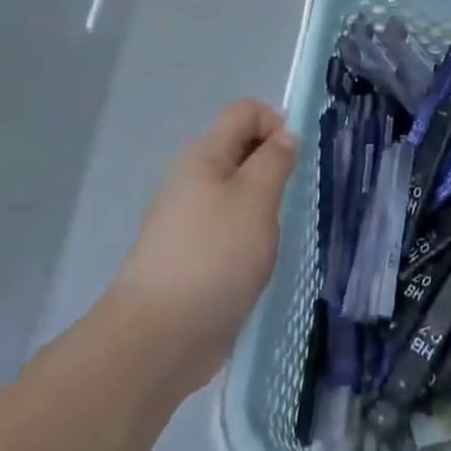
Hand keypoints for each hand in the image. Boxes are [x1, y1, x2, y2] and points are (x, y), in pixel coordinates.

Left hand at [107, 100, 297, 401]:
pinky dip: (247, 237)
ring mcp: (188, 220)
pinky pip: (228, 228)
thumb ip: (275, 160)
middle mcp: (192, 179)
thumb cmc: (214, 256)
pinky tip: (254, 265)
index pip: (245, 111)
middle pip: (240, 148)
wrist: (157, 338)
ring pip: (236, 191)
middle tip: (287, 201)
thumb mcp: (256, 198)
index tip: (292, 162)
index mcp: (204, 155)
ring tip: (271, 238)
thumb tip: (285, 136)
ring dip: (262, 206)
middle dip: (272, 166)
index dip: (275, 124)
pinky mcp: (190, 256)